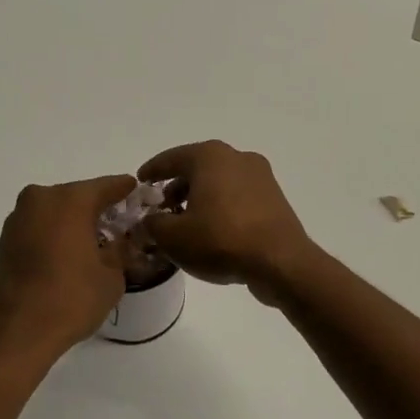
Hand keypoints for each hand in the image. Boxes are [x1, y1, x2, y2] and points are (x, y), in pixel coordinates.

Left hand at [0, 175, 134, 363]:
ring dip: (75, 223)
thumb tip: (120, 241)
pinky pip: (40, 228)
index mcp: (70, 200)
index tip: (139, 195)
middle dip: (99, 210)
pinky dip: (56, 235)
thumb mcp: (111, 276)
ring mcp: (18, 219)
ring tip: (95, 245)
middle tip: (120, 226)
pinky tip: (69, 256)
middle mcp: (40, 199)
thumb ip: (120, 250)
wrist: (14, 334)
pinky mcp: (5, 240)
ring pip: (56, 212)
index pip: (107, 186)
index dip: (126, 191)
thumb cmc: (70, 299)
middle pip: (79, 197)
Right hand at [138, 142, 313, 302]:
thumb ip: (152, 225)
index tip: (139, 183)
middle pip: (196, 168)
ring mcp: (260, 176)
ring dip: (198, 198)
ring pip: (218, 183)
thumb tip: (147, 221)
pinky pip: (237, 197)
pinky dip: (219, 207)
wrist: (280, 262)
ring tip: (184, 224)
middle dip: (175, 187)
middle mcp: (236, 157)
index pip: (171, 158)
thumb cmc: (221, 240)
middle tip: (161, 209)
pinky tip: (211, 230)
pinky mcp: (273, 198)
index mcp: (209, 156)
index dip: (151, 171)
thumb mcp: (173, 237)